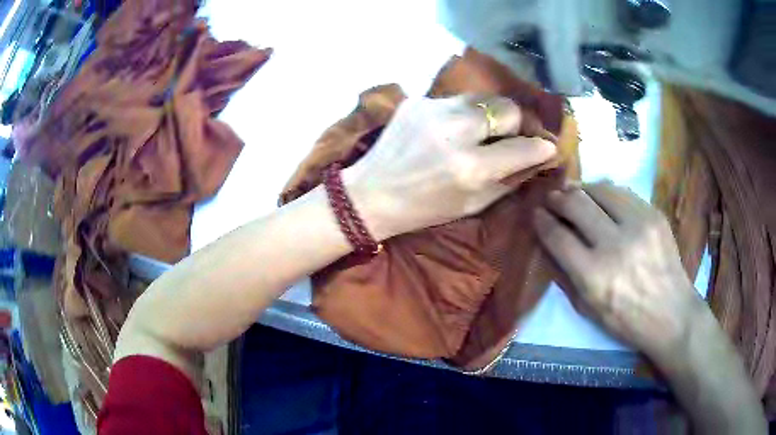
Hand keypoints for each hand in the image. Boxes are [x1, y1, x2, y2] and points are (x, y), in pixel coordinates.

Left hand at [343, 95, 556, 239]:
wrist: (371, 194)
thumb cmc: (424, 209)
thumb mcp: (472, 204)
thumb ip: (509, 179)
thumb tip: (538, 157)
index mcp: (470, 167)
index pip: (523, 147)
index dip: (541, 146)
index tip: (548, 145)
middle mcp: (455, 131)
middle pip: (507, 108)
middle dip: (517, 122)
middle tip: (514, 134)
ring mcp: (433, 110)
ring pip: (483, 97)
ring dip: (491, 114)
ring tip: (484, 130)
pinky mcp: (417, 100)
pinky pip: (455, 100)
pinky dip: (462, 113)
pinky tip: (451, 129)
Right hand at [533, 181, 704, 368]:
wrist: (671, 313)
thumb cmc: (626, 320)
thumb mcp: (589, 309)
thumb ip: (567, 274)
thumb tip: (552, 239)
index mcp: (594, 276)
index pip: (558, 237)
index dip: (543, 221)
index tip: (536, 213)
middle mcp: (615, 245)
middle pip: (577, 205)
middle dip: (558, 198)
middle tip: (552, 198)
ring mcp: (638, 225)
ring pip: (600, 190)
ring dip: (582, 189)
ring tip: (574, 192)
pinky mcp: (654, 215)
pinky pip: (623, 193)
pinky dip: (606, 192)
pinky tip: (601, 197)